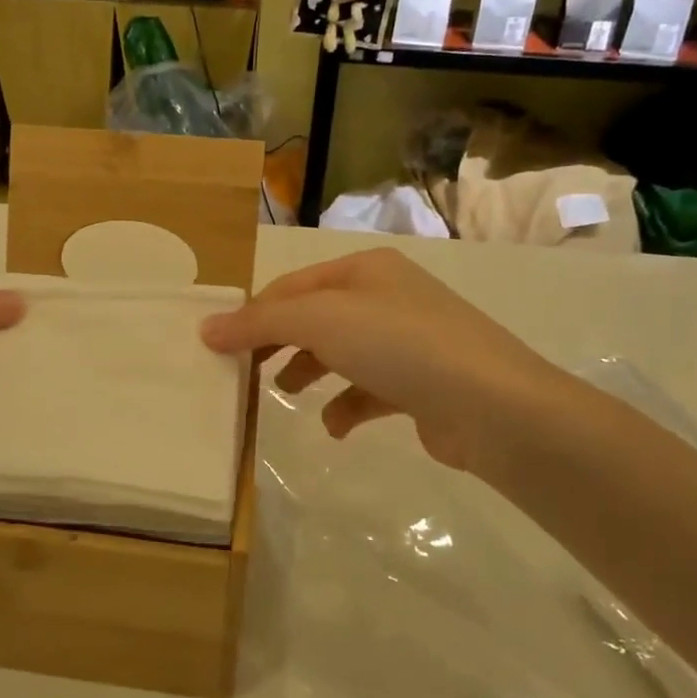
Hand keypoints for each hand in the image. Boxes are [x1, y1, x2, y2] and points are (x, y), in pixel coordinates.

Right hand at [200, 247, 567, 478]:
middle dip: (278, 343)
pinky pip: (369, 391)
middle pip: (314, 317)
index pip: (291, 286)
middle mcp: (387, 297)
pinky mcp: (421, 385)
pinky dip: (346, 406)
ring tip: (285, 394)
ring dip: (308, 371)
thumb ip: (260, 323)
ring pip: (340, 353)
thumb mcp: (321, 321)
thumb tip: (204, 327)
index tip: (219, 347)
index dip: (253, 314)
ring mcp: (408, 342)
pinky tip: (336, 426)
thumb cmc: (399, 346)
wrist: (492, 406)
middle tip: (245, 372)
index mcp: (364, 270)